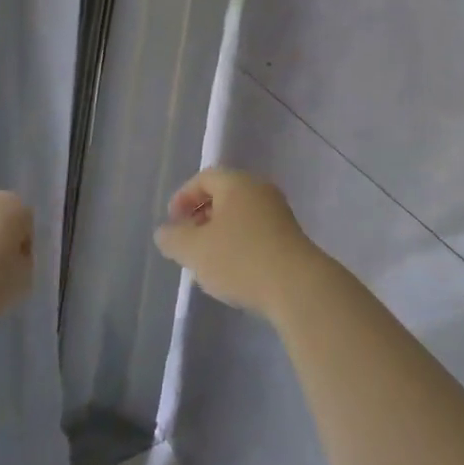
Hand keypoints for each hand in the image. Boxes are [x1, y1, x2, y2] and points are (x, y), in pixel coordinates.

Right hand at [153, 168, 326, 320]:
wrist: (297, 286)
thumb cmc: (240, 259)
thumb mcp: (195, 250)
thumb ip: (173, 238)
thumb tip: (165, 231)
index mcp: (238, 183)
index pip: (204, 178)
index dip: (183, 197)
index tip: (173, 223)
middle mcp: (261, 190)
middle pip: (224, 195)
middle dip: (201, 216)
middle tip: (188, 242)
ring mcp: (279, 214)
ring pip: (241, 216)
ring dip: (220, 233)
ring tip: (208, 261)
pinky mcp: (290, 238)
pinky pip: (257, 232)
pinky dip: (239, 245)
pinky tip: (234, 271)